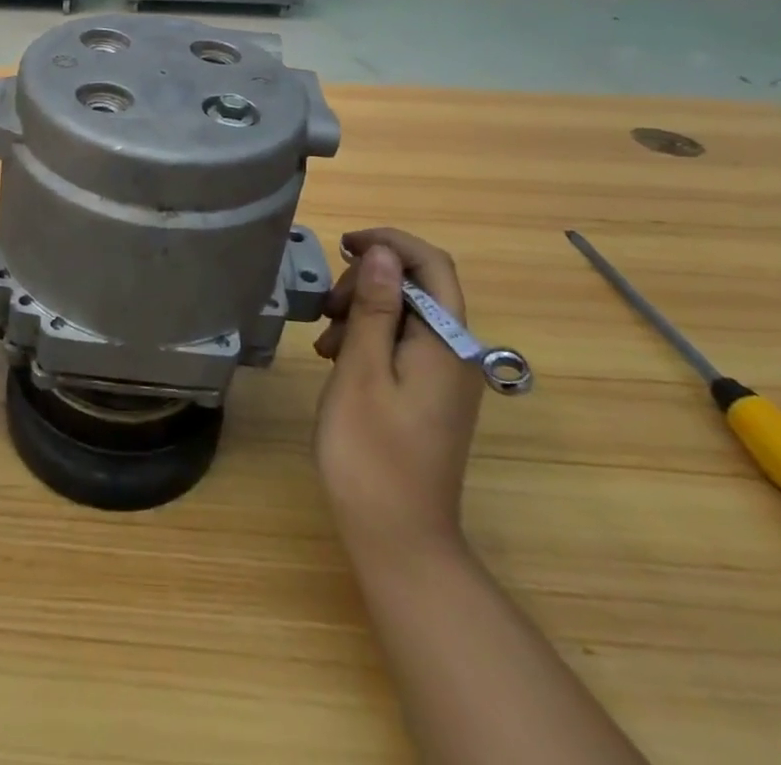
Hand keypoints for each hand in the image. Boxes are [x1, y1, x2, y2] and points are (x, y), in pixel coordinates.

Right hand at [313, 228, 482, 558]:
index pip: (432, 263)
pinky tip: (338, 358)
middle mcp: (455, 352)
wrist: (398, 538)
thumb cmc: (371, 451)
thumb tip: (384, 253)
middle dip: (369, 281)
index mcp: (446, 342)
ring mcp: (444, 375)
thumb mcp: (362, 370)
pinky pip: (402, 343)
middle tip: (327, 307)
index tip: (344, 245)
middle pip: (418, 285)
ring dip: (363, 310)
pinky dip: (369, 337)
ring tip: (325, 340)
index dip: (390, 242)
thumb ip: (376, 307)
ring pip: (405, 313)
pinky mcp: (429, 394)